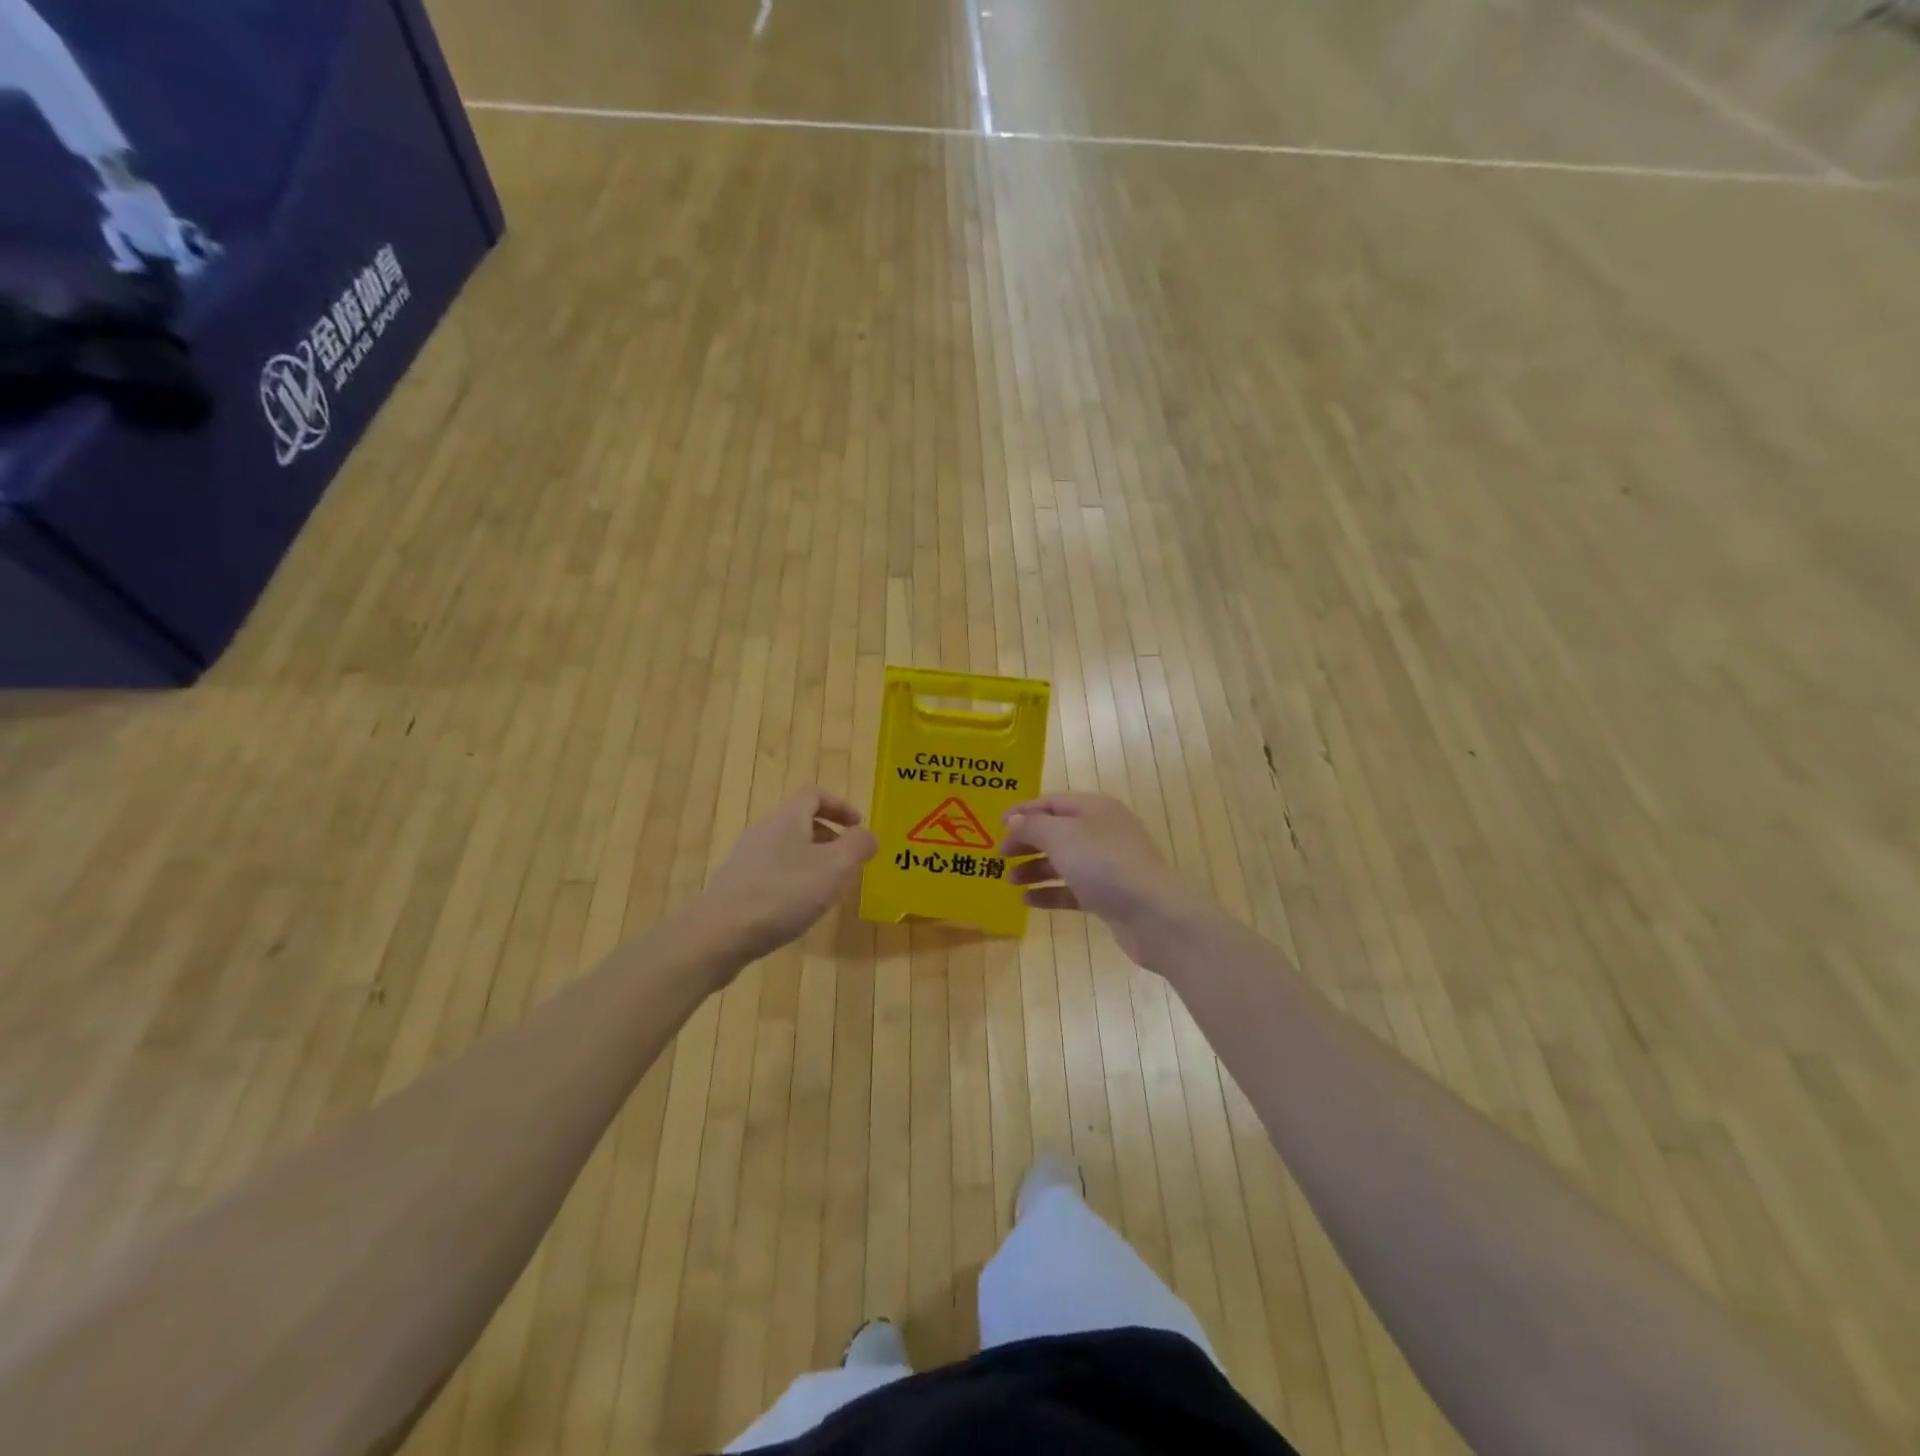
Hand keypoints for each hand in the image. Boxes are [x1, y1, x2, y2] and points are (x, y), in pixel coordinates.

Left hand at [699, 789, 877, 961]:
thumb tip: (868, 835)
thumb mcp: (834, 867)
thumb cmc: (783, 893)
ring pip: (786, 849)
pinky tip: (797, 909)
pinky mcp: (735, 886)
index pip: (814, 795)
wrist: (719, 934)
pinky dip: (791, 881)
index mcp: (787, 818)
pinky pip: (771, 873)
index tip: (859, 827)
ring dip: (811, 861)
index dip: (840, 806)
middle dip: (828, 837)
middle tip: (848, 862)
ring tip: (827, 889)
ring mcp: (745, 859)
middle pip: (799, 821)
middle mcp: (763, 831)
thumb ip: (857, 846)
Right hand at [999, 793, 1212, 965]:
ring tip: (1010, 881)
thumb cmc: (1104, 864)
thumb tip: (1015, 820)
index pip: (1052, 802)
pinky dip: (1051, 892)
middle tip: (1000, 856)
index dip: (1023, 811)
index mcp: (1094, 808)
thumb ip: (1033, 826)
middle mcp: (1102, 831)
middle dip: (1028, 842)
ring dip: (1035, 868)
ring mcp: (1108, 864)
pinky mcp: (1109, 895)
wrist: (1153, 914)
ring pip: (1064, 861)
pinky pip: (1073, 888)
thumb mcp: (1062, 837)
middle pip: (1057, 831)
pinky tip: (1028, 901)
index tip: (996, 825)